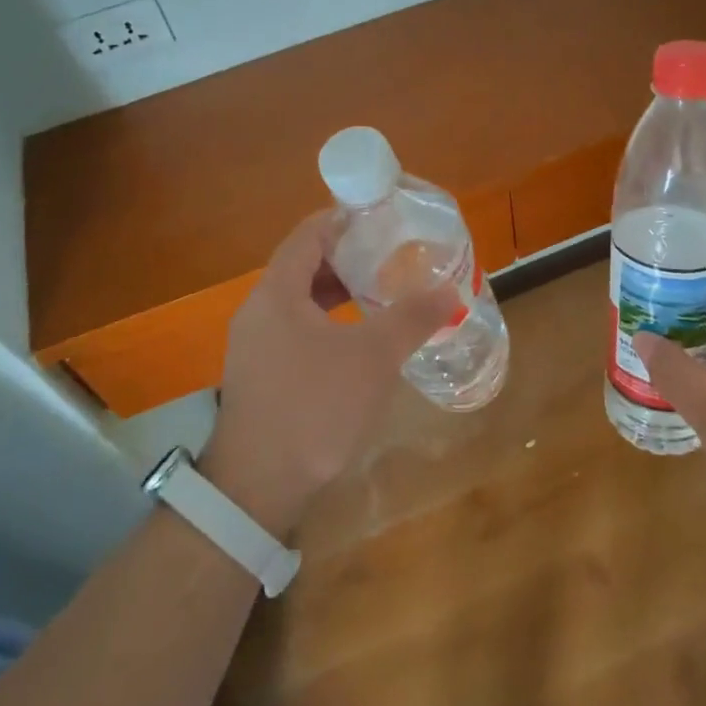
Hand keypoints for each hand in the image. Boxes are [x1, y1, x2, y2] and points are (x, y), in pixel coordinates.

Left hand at [202, 211, 457, 535]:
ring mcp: (255, 346)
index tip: (383, 218)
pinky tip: (359, 342)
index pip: (309, 234)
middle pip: (304, 266)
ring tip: (382, 294)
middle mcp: (259, 311)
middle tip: (392, 256)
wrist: (257, 487)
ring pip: (301, 302)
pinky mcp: (261, 376)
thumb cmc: (315, 407)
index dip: (345, 220)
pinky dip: (329, 323)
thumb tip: (450, 289)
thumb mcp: (374, 357)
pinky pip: (297, 331)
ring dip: (339, 293)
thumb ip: (412, 317)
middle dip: (349, 258)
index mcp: (277, 292)